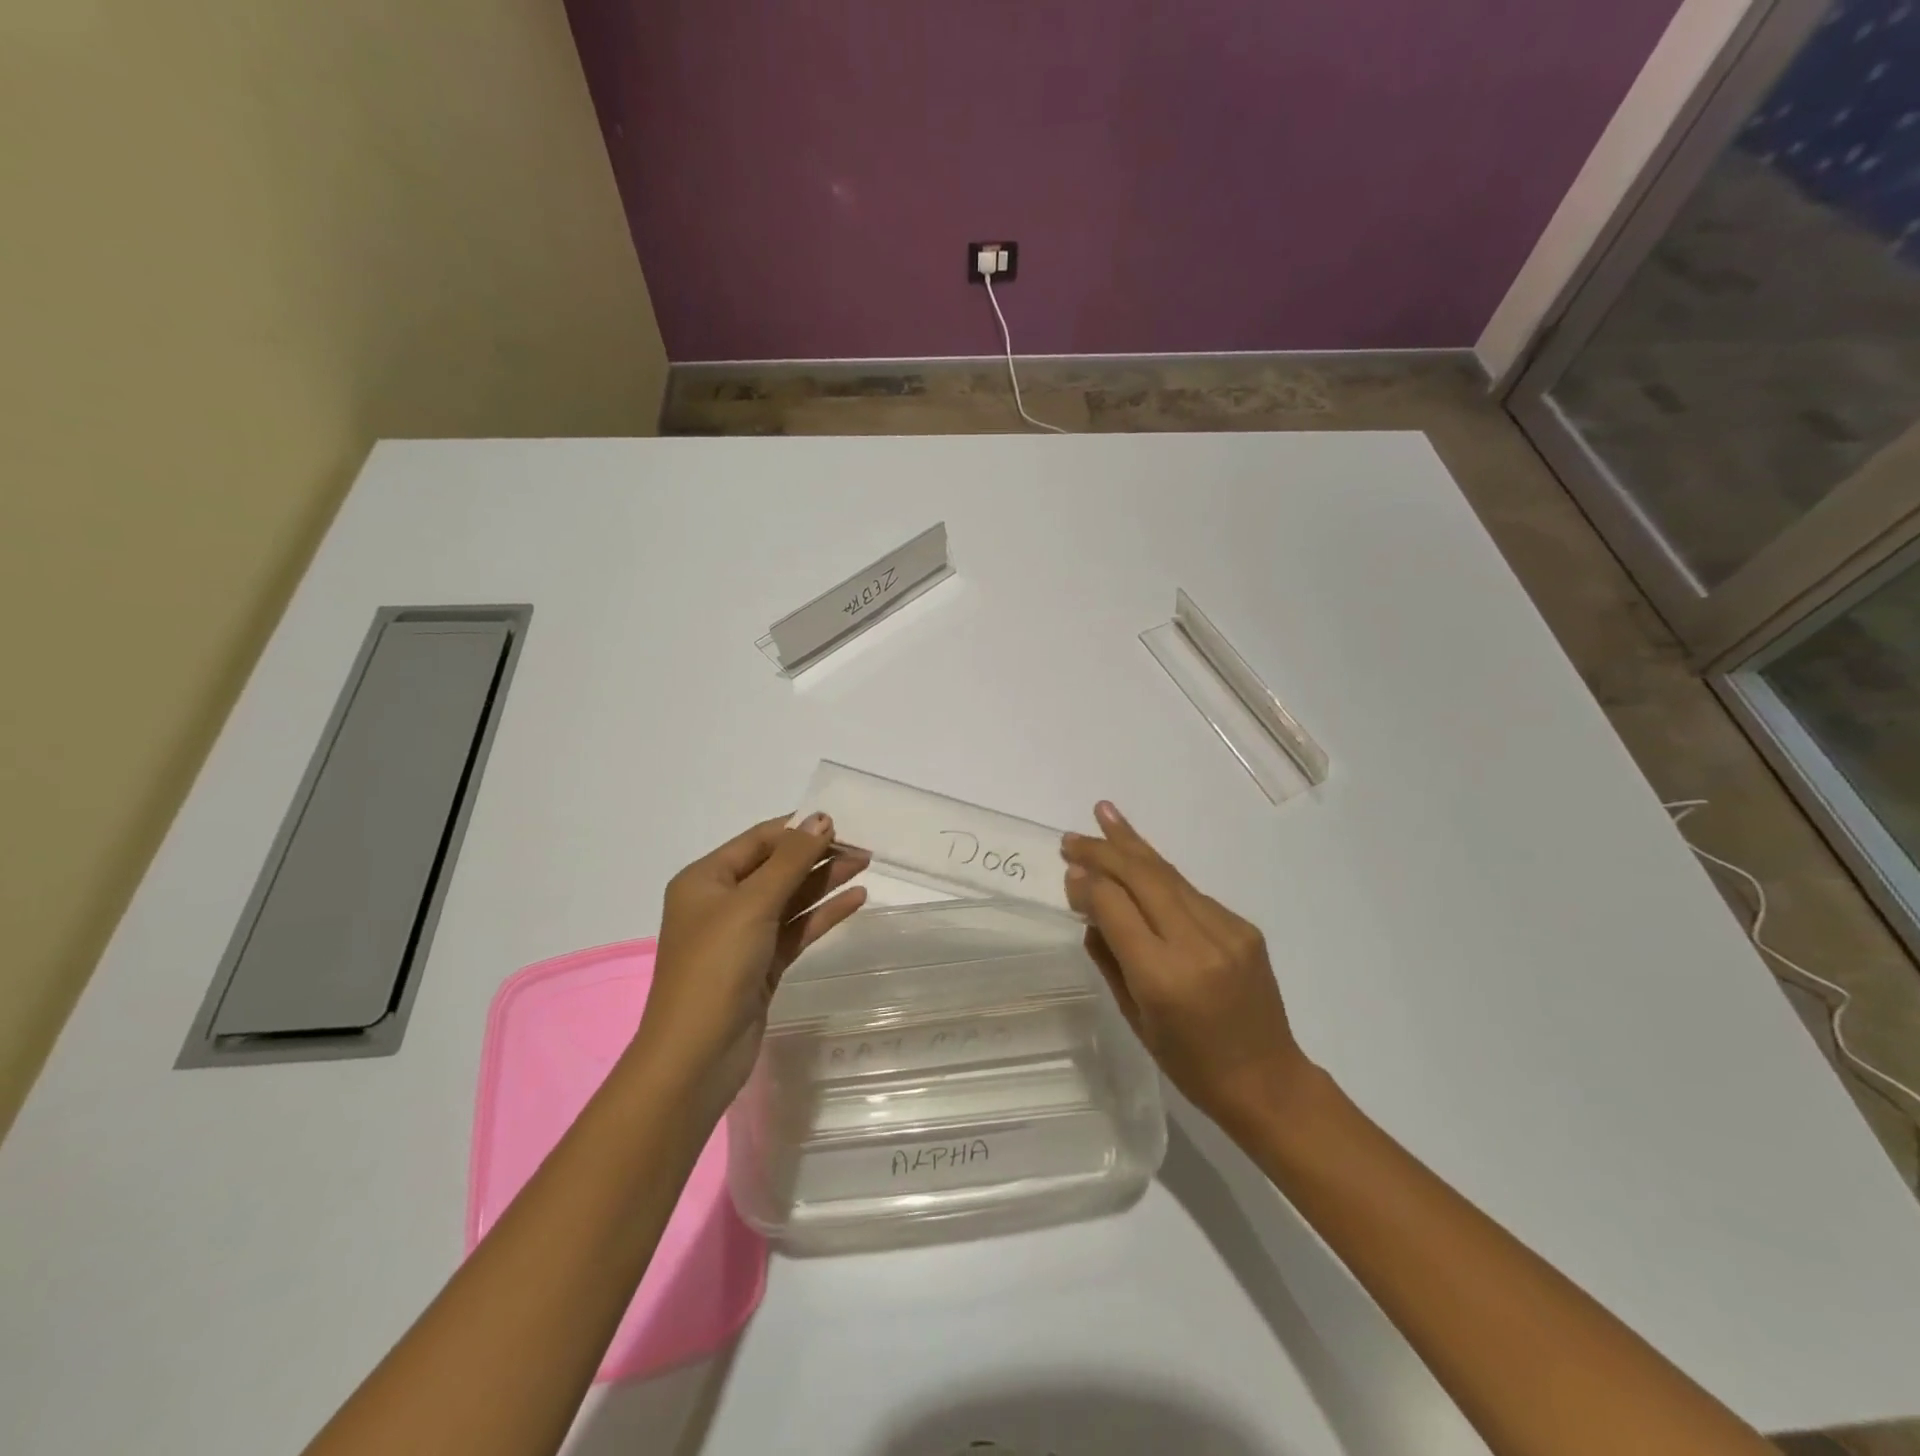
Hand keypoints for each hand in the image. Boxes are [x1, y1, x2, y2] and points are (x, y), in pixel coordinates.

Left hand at [631, 813, 868, 1114]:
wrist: (697, 1056)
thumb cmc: (715, 967)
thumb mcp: (752, 904)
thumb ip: (791, 860)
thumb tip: (820, 818)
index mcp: (705, 879)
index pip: (759, 841)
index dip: (799, 829)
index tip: (842, 822)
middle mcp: (721, 902)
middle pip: (777, 868)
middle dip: (817, 854)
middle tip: (863, 846)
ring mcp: (742, 935)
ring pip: (790, 898)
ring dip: (825, 881)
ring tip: (866, 865)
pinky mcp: (762, 964)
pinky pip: (796, 928)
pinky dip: (823, 914)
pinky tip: (856, 901)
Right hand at [1061, 801, 1311, 1136]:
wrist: (1267, 1079)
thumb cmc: (1189, 1063)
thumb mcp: (1134, 1016)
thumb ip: (1109, 956)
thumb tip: (1088, 902)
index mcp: (1163, 976)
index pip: (1116, 907)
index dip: (1088, 883)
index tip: (1068, 869)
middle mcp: (1197, 944)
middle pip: (1143, 877)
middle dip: (1105, 851)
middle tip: (1072, 837)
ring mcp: (1227, 931)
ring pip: (1169, 875)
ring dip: (1133, 845)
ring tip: (1105, 815)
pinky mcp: (1244, 927)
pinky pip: (1191, 892)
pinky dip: (1160, 874)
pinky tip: (1140, 861)